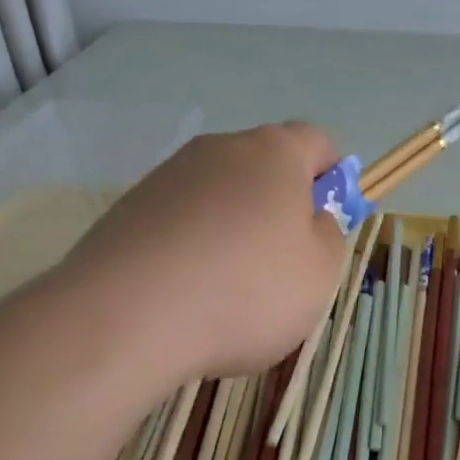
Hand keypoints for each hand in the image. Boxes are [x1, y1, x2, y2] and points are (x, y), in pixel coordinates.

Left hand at [52, 123, 348, 381]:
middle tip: (284, 264)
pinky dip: (193, 249)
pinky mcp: (128, 210)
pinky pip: (180, 223)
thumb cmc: (247, 290)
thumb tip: (312, 218)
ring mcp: (167, 177)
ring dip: (234, 231)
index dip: (332, 177)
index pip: (317, 142)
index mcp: (274, 153)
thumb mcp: (320, 273)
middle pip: (264, 168)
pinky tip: (189, 295)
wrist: (127, 318)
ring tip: (229, 291)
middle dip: (280, 208)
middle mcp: (218, 150)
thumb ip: (330, 236)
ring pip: (220, 197)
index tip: (329, 221)